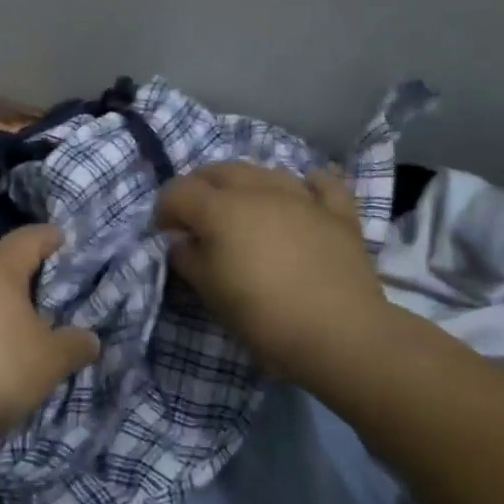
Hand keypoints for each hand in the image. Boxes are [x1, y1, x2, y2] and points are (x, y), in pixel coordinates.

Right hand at [155, 162, 392, 387]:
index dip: (164, 209)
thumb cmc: (262, 314)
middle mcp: (258, 191)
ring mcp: (302, 198)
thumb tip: (182, 241)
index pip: (178, 191)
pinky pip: (322, 184)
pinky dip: (308, 183)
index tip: (164, 234)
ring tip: (242, 209)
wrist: (340, 333)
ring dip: (245, 184)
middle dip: (199, 187)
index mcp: (220, 209)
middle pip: (219, 170)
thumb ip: (188, 258)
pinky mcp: (338, 213)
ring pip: (265, 171)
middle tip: (196, 217)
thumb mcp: (209, 291)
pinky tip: (303, 190)